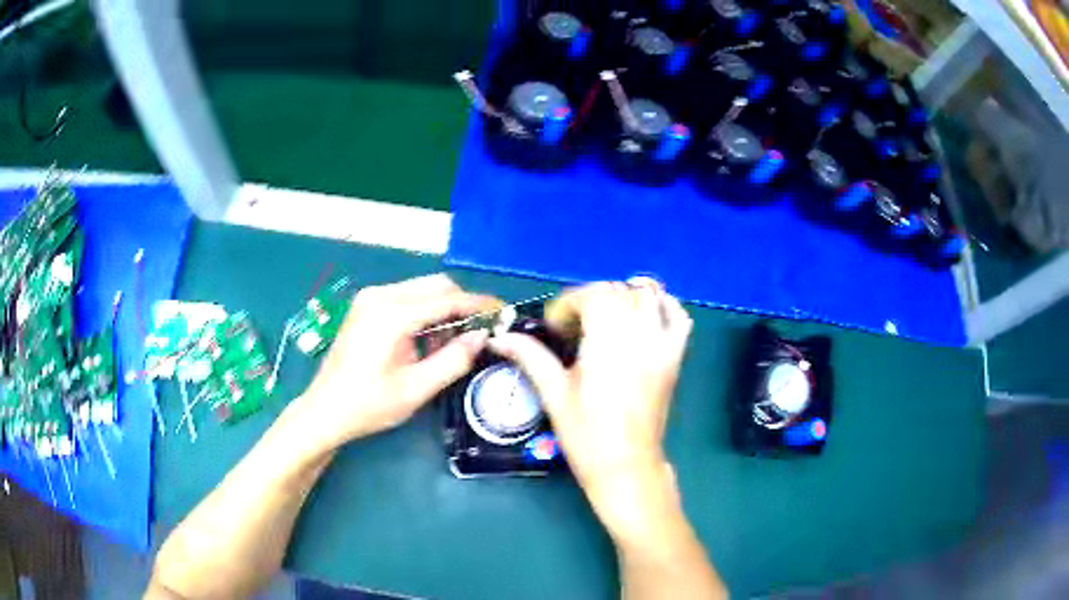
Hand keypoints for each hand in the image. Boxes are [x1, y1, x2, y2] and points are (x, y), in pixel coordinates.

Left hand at [298, 274, 501, 450]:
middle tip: (477, 334)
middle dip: (461, 306)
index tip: (503, 313)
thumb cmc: (369, 405)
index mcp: (392, 315)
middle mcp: (380, 296)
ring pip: (422, 290)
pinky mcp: (366, 305)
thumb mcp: (416, 389)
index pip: (447, 299)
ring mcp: (370, 298)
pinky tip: (424, 342)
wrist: (325, 409)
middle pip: (436, 286)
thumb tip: (481, 337)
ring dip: (442, 311)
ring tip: (448, 347)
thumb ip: (453, 360)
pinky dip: (424, 314)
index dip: (479, 305)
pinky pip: (407, 298)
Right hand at [489, 279, 692, 540]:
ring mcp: (662, 344)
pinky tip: (645, 315)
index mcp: (607, 341)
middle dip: (591, 299)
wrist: (626, 465)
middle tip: (574, 327)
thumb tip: (499, 337)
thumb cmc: (586, 434)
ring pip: (648, 295)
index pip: (592, 295)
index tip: (554, 328)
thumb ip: (530, 356)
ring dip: (624, 297)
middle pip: (618, 291)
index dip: (568, 304)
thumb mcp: (554, 394)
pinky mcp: (675, 357)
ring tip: (605, 318)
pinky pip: (678, 316)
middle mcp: (639, 334)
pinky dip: (663, 306)